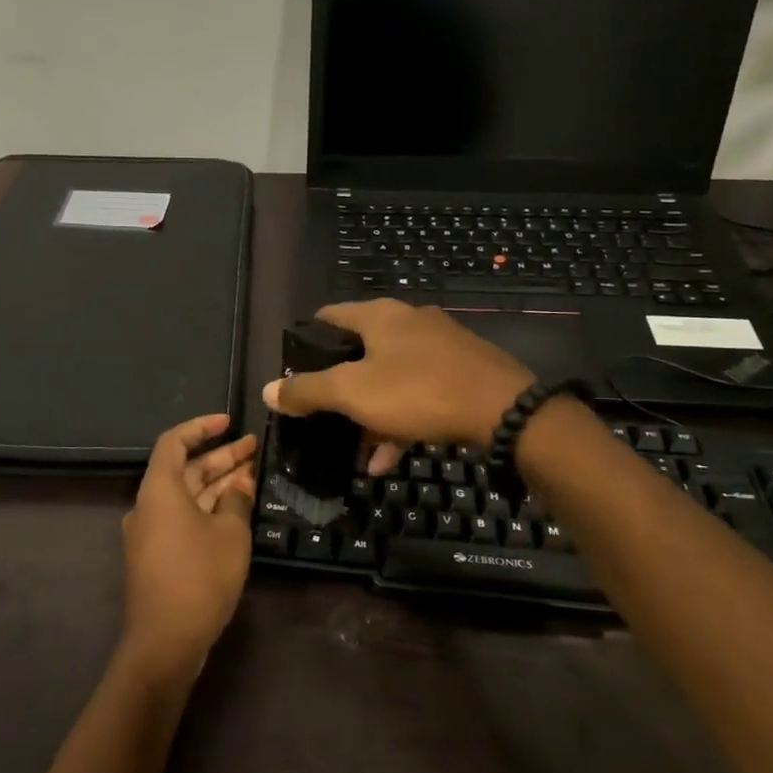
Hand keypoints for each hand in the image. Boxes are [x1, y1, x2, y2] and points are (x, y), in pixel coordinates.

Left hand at [118, 413, 257, 687]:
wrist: (165, 642)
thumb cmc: (199, 578)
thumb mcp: (230, 535)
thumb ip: (236, 501)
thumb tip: (240, 483)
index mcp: (159, 490)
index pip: (174, 442)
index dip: (201, 427)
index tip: (229, 423)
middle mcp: (149, 505)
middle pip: (184, 470)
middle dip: (219, 457)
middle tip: (254, 449)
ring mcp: (151, 532)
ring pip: (186, 496)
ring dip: (217, 483)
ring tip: (252, 474)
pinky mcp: (157, 555)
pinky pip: (183, 518)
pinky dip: (207, 508)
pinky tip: (236, 510)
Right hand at [261, 300, 532, 462]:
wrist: (505, 411)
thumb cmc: (418, 392)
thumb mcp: (353, 393)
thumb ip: (307, 390)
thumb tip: (267, 390)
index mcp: (380, 316)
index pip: (330, 316)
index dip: (307, 339)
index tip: (293, 367)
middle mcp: (409, 321)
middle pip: (361, 350)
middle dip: (340, 386)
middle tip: (323, 414)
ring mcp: (441, 345)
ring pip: (391, 377)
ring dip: (370, 413)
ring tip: (357, 450)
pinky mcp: (463, 371)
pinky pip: (419, 393)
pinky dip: (400, 419)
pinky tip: (390, 457)